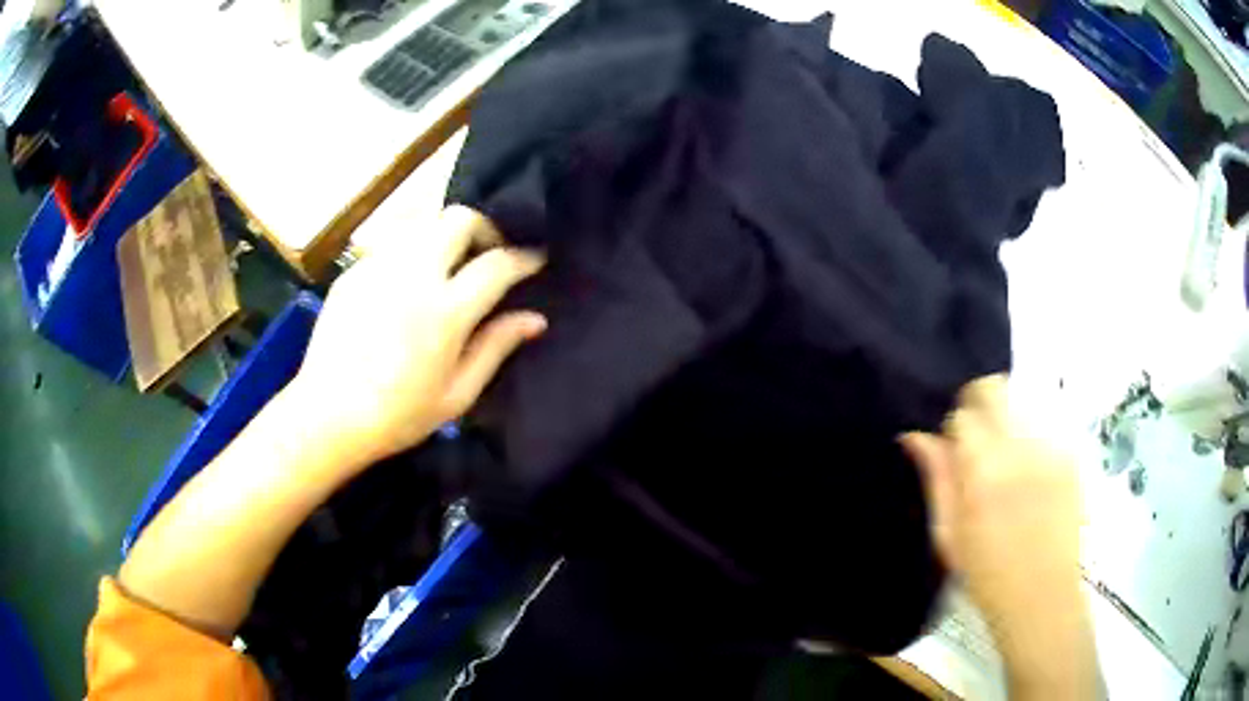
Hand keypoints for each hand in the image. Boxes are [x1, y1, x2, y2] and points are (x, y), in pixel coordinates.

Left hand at [291, 205, 545, 472]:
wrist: (327, 416)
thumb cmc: (398, 416)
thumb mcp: (457, 394)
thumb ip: (496, 347)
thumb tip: (535, 319)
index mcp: (445, 311)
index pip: (497, 264)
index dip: (523, 259)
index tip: (535, 260)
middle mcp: (413, 275)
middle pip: (459, 218)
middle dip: (484, 229)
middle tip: (487, 256)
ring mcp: (379, 267)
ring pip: (424, 221)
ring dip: (446, 234)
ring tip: (449, 264)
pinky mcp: (354, 271)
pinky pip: (393, 242)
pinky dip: (413, 249)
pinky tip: (409, 281)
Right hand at [902, 375, 1096, 697]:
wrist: (1042, 596)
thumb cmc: (987, 574)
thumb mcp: (949, 535)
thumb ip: (936, 478)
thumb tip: (915, 434)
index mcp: (985, 471)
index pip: (962, 414)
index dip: (952, 426)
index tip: (952, 447)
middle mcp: (1021, 448)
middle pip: (995, 388)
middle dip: (979, 402)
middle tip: (975, 438)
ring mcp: (1051, 448)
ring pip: (1022, 401)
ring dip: (1006, 418)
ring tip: (1005, 457)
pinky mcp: (1071, 455)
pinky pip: (1045, 424)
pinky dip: (1031, 435)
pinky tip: (1030, 470)